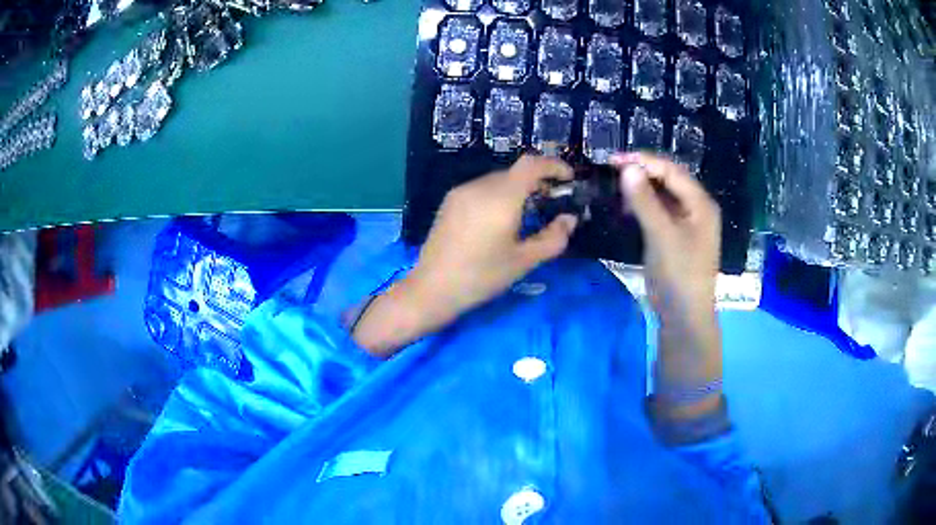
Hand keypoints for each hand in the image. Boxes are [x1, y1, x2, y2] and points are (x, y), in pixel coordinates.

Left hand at [352, 155, 577, 355]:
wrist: (433, 288)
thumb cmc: (482, 276)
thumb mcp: (524, 261)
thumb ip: (553, 238)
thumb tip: (569, 219)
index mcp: (501, 198)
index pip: (531, 164)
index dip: (554, 165)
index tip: (568, 178)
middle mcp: (480, 186)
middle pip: (515, 172)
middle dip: (537, 182)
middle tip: (550, 205)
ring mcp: (461, 192)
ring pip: (498, 180)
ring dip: (517, 190)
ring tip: (525, 215)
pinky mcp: (449, 201)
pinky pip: (481, 189)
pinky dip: (498, 195)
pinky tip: (498, 220)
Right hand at [610, 152, 720, 318]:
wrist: (683, 315)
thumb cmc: (679, 273)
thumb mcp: (662, 235)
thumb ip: (645, 201)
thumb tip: (627, 169)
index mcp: (700, 203)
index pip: (672, 171)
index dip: (644, 162)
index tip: (614, 160)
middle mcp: (696, 208)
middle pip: (668, 180)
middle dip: (642, 173)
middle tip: (612, 170)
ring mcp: (686, 223)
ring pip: (662, 196)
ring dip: (641, 189)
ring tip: (616, 186)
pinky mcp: (674, 236)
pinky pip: (658, 212)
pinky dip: (643, 206)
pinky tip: (627, 207)